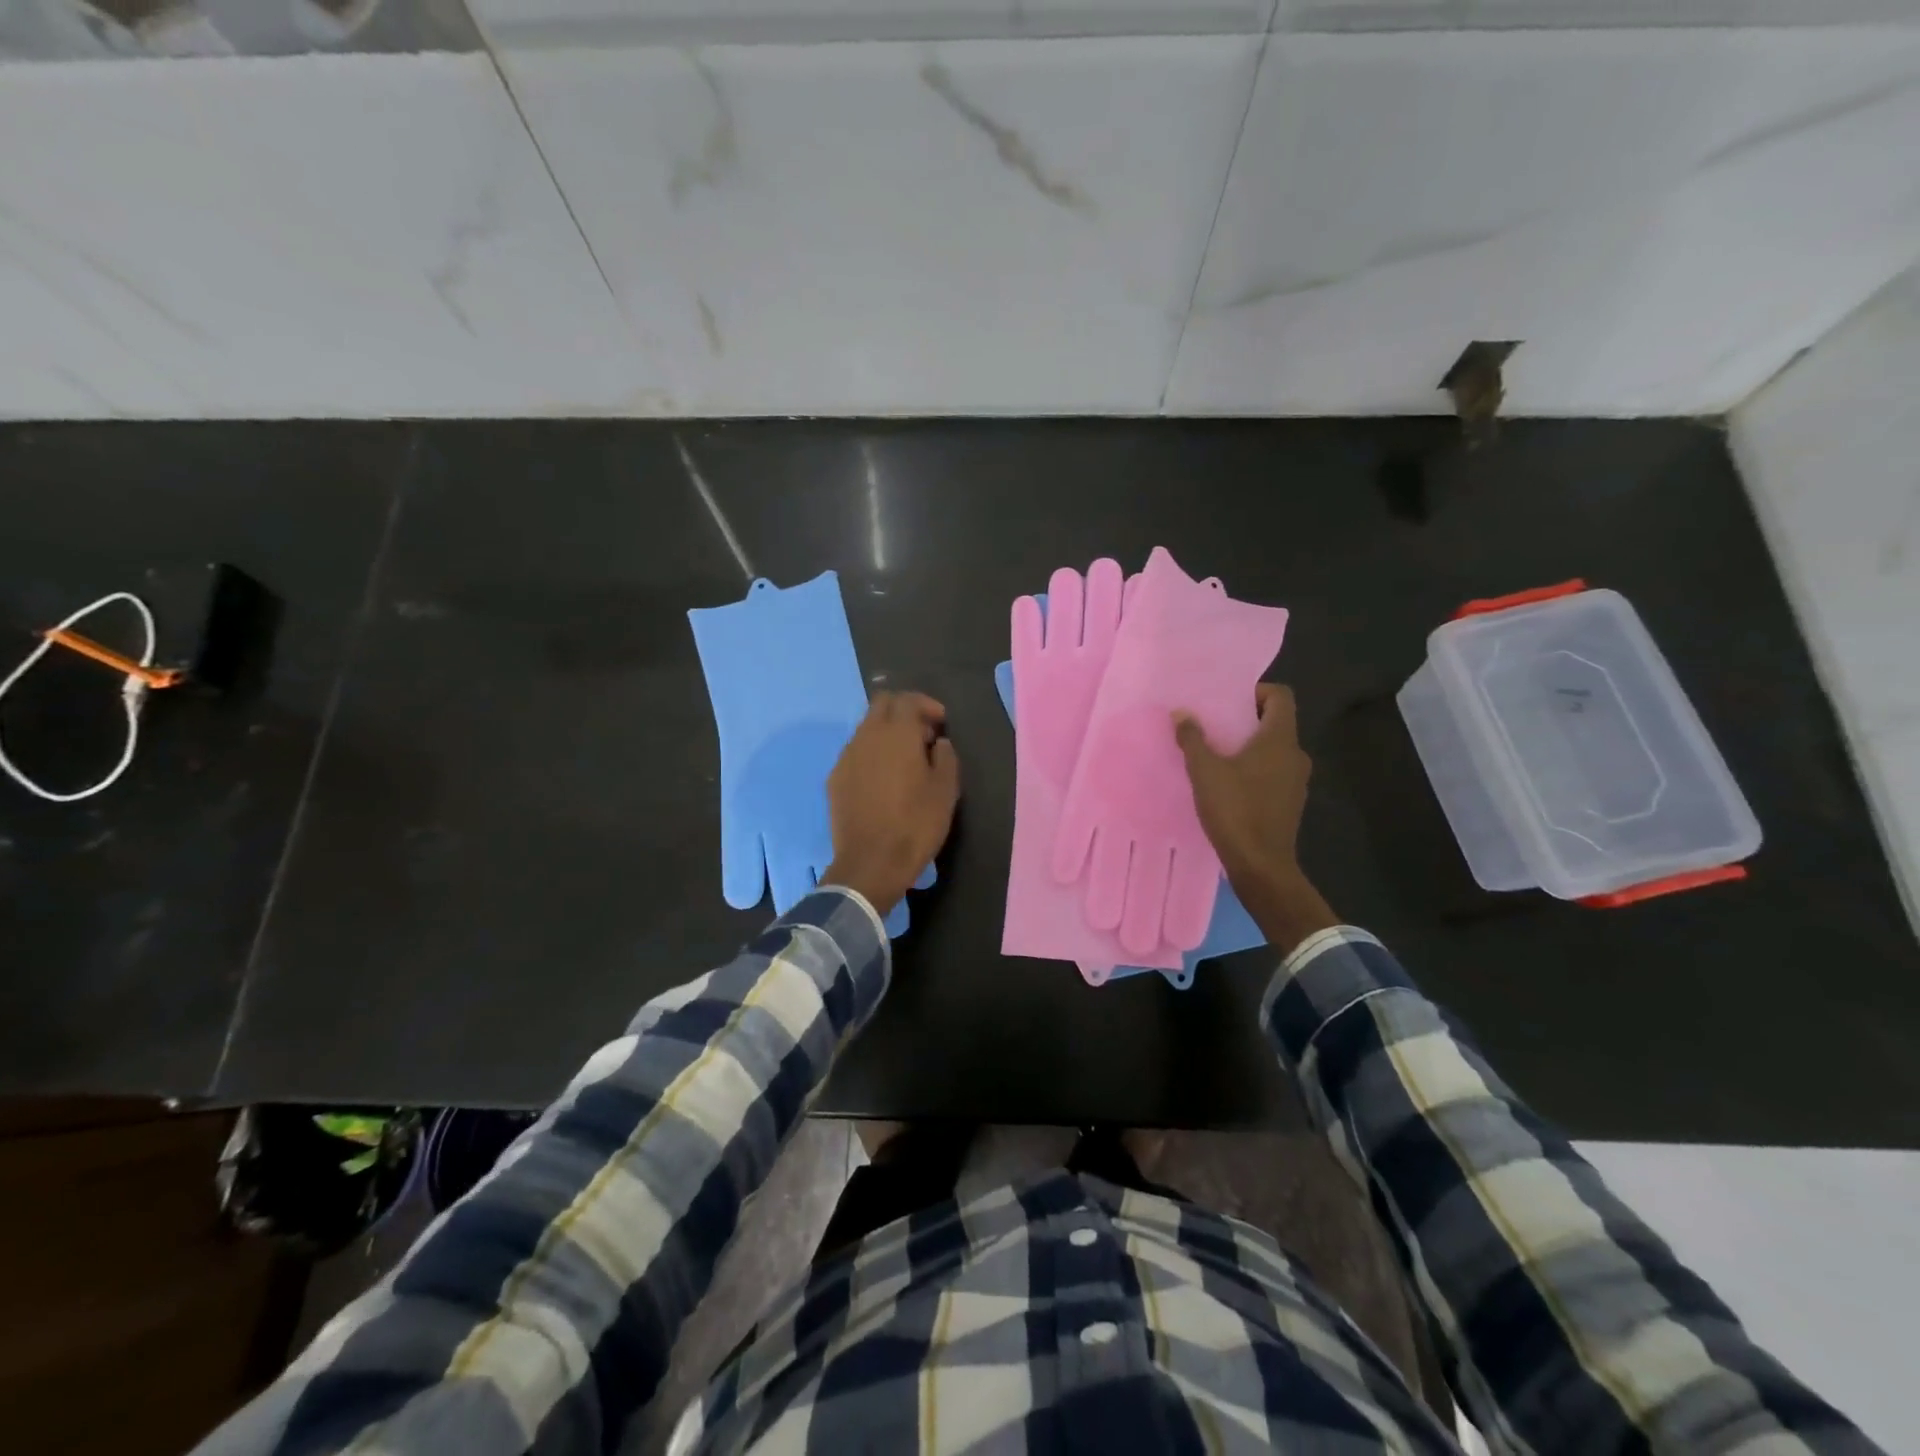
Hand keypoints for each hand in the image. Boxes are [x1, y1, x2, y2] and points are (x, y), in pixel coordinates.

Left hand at [823, 692, 959, 916]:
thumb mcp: (946, 791)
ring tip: (905, 759)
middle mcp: (867, 736)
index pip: (907, 699)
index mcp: (896, 734)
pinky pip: (856, 752)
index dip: (927, 705)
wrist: (870, 863)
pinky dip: (872, 754)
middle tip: (923, 736)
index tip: (941, 724)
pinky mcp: (835, 778)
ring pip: (867, 728)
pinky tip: (884, 779)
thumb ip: (946, 757)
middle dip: (904, 711)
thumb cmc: (915, 825)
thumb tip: (938, 742)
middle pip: (882, 705)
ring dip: (887, 733)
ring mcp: (846, 757)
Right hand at [1174, 684, 1336, 953]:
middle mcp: (1295, 754)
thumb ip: (1193, 739)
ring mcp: (1297, 780)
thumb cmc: (1235, 810)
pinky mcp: (1290, 802)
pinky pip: (1274, 772)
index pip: (1280, 696)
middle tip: (1214, 726)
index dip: (1256, 692)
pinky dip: (1255, 769)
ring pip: (1274, 749)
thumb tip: (1181, 713)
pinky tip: (1228, 784)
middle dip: (1246, 720)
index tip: (1228, 702)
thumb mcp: (1205, 772)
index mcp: (1280, 739)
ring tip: (1217, 756)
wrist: (1261, 865)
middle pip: (1276, 722)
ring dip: (1249, 747)